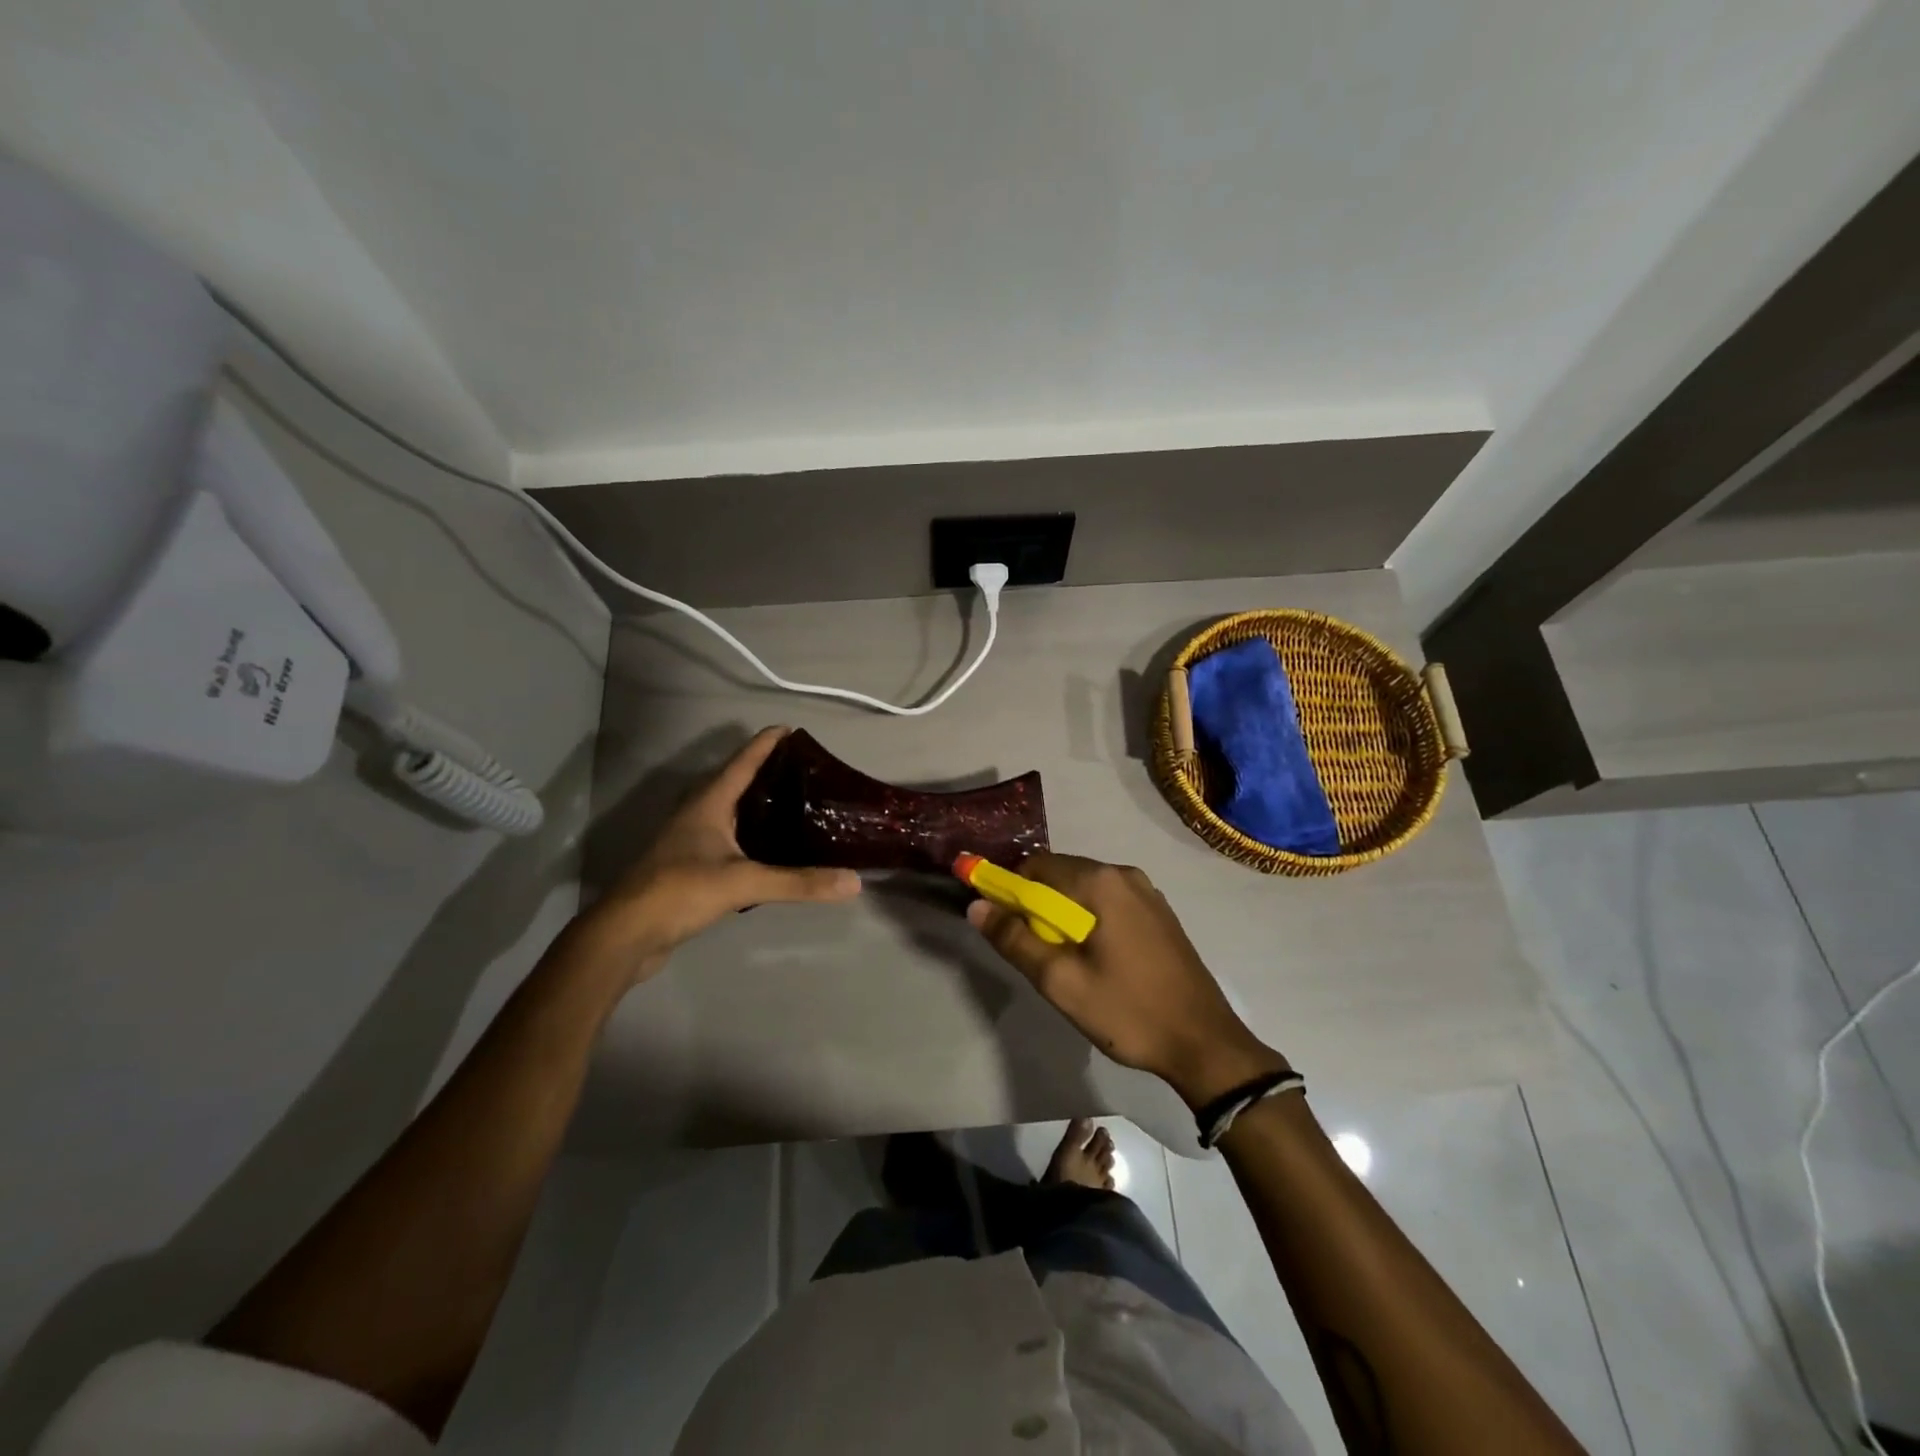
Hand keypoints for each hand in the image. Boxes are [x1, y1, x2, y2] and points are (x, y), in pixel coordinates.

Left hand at [578, 727, 860, 978]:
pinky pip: (730, 839)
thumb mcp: (743, 882)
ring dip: (762, 805)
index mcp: (709, 803)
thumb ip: (798, 882)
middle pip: (738, 782)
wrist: (625, 934)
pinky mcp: (691, 866)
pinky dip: (754, 836)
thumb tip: (854, 882)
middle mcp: (699, 814)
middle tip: (809, 773)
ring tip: (799, 806)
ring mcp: (691, 840)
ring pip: (734, 812)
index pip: (743, 761)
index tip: (794, 729)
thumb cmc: (679, 891)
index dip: (767, 742)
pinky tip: (774, 849)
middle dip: (770, 773)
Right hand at [967, 853, 1287, 1107]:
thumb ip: (1015, 940)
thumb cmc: (1128, 1011)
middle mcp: (1123, 874)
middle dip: (1037, 904)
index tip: (1002, 925)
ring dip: (1064, 914)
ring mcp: (1147, 892)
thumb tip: (976, 906)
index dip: (1009, 889)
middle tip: (1033, 951)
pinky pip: (1109, 902)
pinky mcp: (1159, 912)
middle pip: (1061, 873)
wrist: (1204, 1043)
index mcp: (1100, 882)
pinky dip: (1090, 919)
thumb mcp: (1060, 982)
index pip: (1035, 865)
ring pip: (1085, 889)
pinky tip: (1096, 959)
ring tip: (1064, 961)